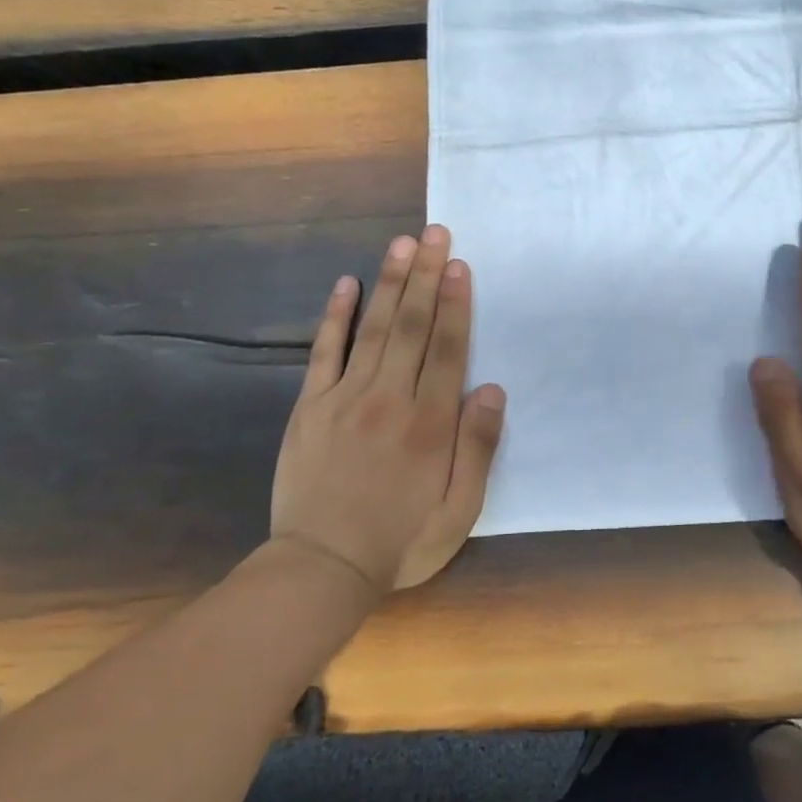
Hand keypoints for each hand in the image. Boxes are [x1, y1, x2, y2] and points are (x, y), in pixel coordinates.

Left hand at [269, 226, 506, 594]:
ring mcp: (345, 398)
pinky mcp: (310, 406)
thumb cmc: (401, 540)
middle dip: (427, 277)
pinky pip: (324, 351)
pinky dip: (336, 316)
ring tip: (403, 244)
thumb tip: (491, 389)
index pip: (448, 348)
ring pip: (375, 328)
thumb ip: (478, 448)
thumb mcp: (460, 510)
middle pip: (413, 326)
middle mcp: (390, 398)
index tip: (460, 266)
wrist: (321, 567)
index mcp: (430, 423)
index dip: (456, 304)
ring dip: (391, 283)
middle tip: (435, 234)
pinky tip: (346, 284)